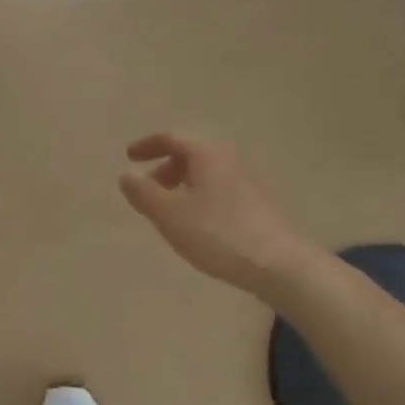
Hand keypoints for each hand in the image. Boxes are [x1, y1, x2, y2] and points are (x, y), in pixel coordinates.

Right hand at [119, 133, 305, 293]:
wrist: (278, 265)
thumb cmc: (217, 233)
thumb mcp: (169, 214)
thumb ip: (142, 192)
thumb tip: (126, 176)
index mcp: (207, 155)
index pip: (171, 139)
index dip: (147, 146)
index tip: (129, 157)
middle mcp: (229, 160)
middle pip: (189, 156)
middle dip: (164, 170)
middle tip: (147, 191)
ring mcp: (247, 182)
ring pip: (204, 175)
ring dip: (181, 186)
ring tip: (168, 213)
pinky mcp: (257, 205)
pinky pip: (218, 191)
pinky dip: (198, 198)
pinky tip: (196, 226)